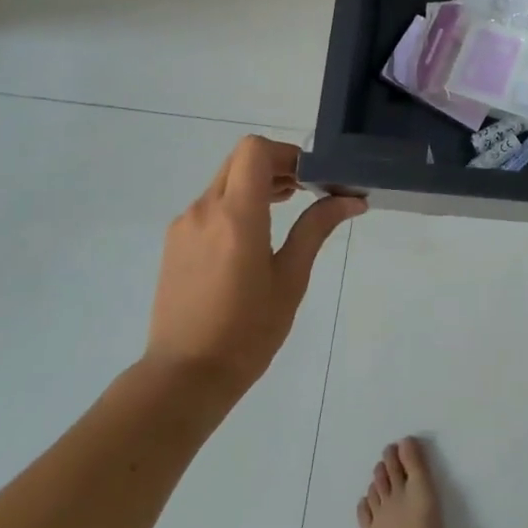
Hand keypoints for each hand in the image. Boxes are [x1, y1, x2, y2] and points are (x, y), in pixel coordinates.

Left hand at [147, 136, 364, 404]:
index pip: (255, 150)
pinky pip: (209, 205)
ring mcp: (185, 225)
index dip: (286, 153)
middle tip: (306, 191)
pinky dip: (235, 204)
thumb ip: (316, 229)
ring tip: (285, 211)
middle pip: (240, 160)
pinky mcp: (175, 242)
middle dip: (275, 165)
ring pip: (224, 181)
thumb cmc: (247, 331)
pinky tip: (253, 239)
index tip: (310, 178)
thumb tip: (352, 199)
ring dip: (255, 184)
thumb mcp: (290, 279)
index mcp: (236, 216)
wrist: (184, 376)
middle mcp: (205, 210)